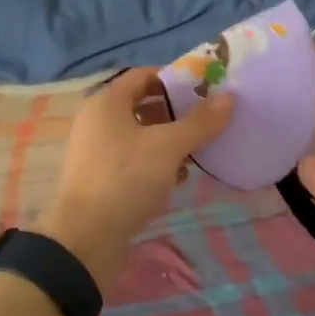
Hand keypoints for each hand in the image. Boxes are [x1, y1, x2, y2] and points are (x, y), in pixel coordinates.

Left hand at [40, 68, 234, 283]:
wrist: (85, 239)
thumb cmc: (126, 179)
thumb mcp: (168, 147)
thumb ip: (200, 122)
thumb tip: (229, 97)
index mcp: (107, 102)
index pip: (143, 75)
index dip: (174, 79)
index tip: (203, 90)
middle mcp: (96, 121)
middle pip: (141, 105)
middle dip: (174, 112)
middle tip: (204, 122)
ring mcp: (95, 151)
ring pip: (138, 135)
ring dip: (167, 140)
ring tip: (195, 152)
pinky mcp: (98, 179)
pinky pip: (131, 160)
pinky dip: (153, 163)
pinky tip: (176, 179)